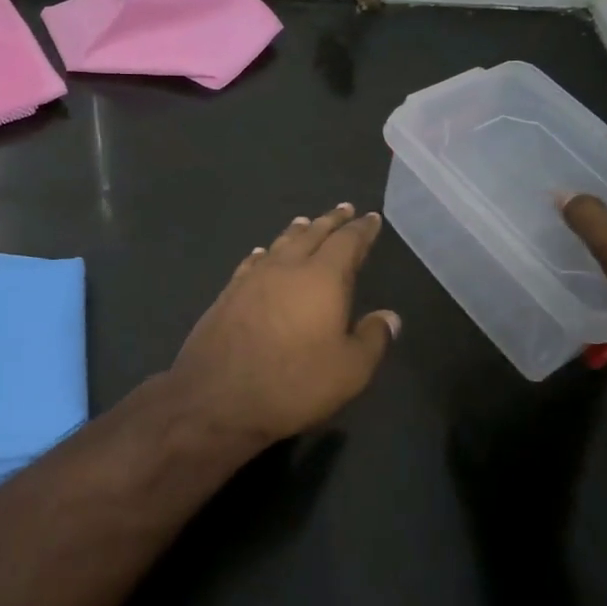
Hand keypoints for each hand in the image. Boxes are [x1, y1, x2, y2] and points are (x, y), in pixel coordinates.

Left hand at [166, 204, 398, 443]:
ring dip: (297, 231)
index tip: (371, 218)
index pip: (347, 243)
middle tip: (343, 209)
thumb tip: (389, 316)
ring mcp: (253, 278)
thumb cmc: (293, 383)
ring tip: (305, 222)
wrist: (216, 397)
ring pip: (280, 244)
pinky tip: (261, 254)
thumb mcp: (349, 371)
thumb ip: (373, 339)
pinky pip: (252, 262)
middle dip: (330, 221)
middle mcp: (287, 267)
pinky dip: (263, 253)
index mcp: (322, 278)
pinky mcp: (228, 294)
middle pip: (312, 234)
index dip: (362, 230)